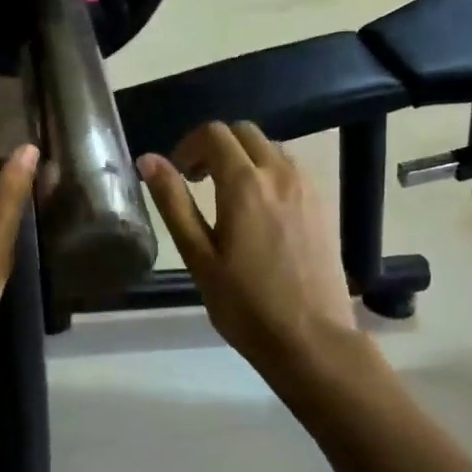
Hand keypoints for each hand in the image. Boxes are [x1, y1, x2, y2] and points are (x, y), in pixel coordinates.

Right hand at [139, 122, 361, 378]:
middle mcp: (280, 173)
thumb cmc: (244, 304)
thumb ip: (174, 203)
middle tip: (197, 182)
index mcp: (245, 184)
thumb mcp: (199, 256)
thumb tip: (148, 160)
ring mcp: (308, 187)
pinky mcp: (323, 204)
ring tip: (226, 198)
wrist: (310, 338)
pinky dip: (268, 173)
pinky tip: (258, 212)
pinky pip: (291, 169)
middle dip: (215, 147)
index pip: (215, 134)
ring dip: (243, 159)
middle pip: (245, 133)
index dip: (188, 145)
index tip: (177, 174)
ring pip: (271, 148)